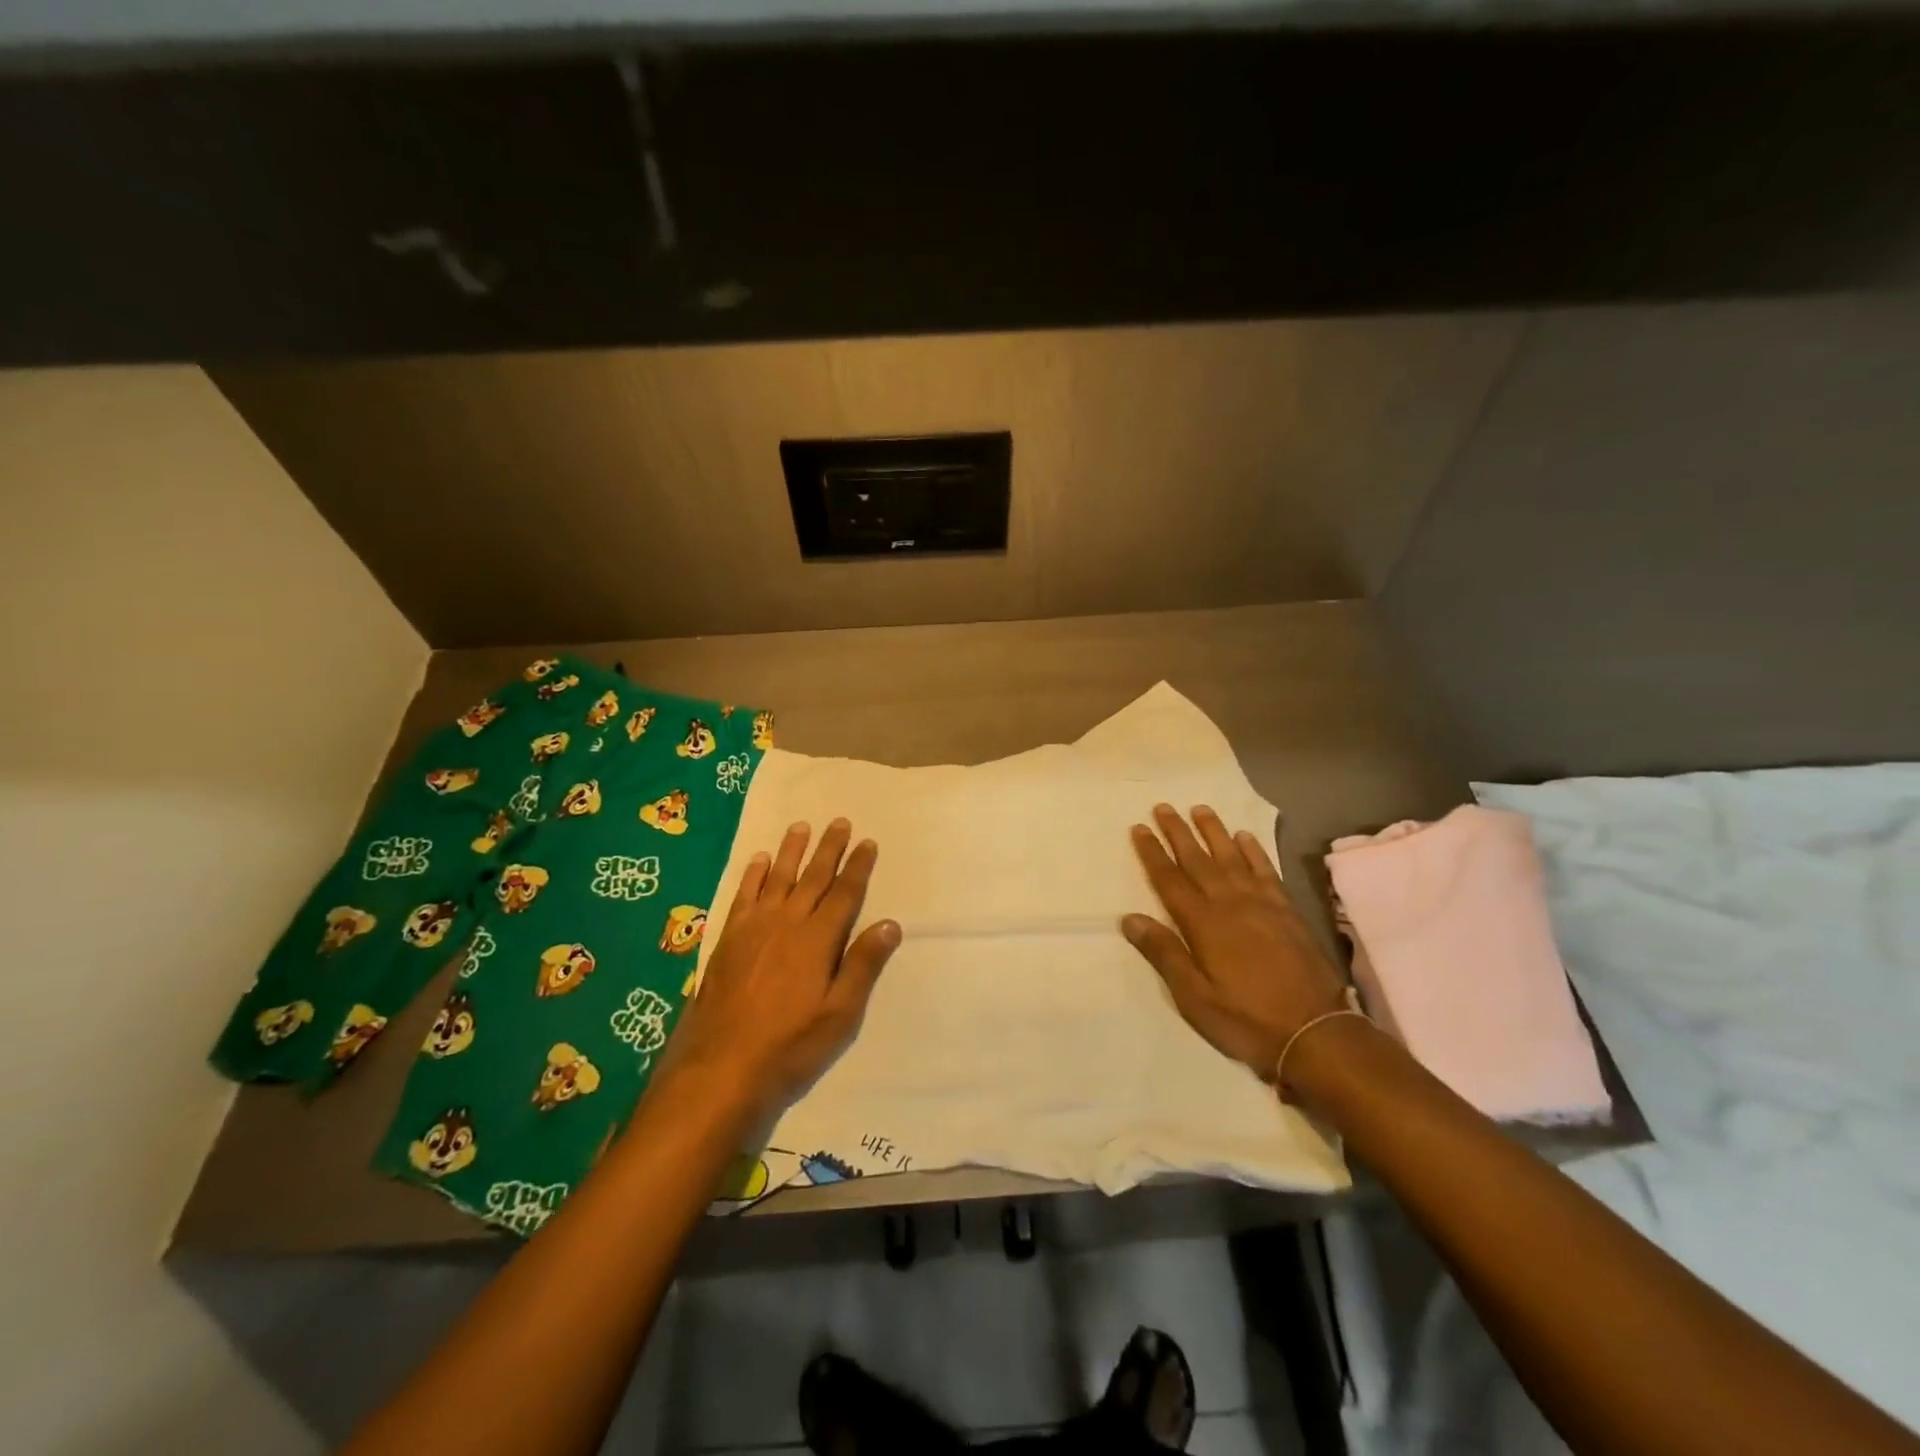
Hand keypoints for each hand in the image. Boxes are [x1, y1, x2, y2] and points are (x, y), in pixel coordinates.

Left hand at [661, 819, 900, 1122]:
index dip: (858, 867)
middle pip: (813, 877)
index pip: (844, 894)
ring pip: (778, 878)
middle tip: (839, 821)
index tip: (868, 842)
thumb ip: (863, 966)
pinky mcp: (728, 939)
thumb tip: (890, 924)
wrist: (720, 1069)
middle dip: (829, 848)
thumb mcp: (840, 1015)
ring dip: (792, 851)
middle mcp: (787, 924)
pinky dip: (753, 875)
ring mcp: (754, 929)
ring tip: (801, 826)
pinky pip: (744, 895)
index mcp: (818, 940)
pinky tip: (760, 860)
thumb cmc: (790, 1047)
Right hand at [1123, 804, 1349, 1080]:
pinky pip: (1266, 871)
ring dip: (1214, 832)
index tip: (1139, 828)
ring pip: (1231, 857)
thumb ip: (1164, 954)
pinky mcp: (1287, 911)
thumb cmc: (1246, 1019)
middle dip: (1178, 832)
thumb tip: (1130, 918)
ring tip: (1200, 808)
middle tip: (1163, 806)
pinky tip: (1244, 837)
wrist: (1316, 1033)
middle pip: (1198, 860)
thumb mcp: (1194, 998)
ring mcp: (1262, 904)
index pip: (1169, 880)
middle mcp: (1230, 904)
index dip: (1152, 853)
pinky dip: (1253, 851)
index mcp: (1203, 924)